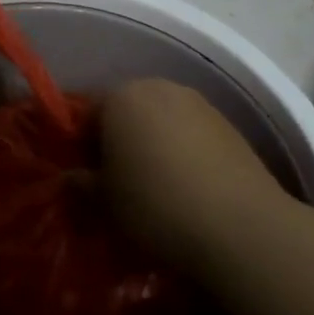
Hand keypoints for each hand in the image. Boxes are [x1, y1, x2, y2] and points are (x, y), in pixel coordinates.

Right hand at [100, 78, 292, 276]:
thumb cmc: (155, 205)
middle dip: (118, 141)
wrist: (241, 226)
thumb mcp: (104, 203)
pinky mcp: (231, 127)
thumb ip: (81, 185)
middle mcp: (159, 88)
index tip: (87, 179)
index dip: (81, 148)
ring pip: (161, 122)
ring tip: (156, 188)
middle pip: (126, 112)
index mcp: (121, 96)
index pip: (87, 115)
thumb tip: (72, 179)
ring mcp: (200, 104)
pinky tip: (188, 189)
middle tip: (118, 183)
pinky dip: (183, 154)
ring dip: (153, 146)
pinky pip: (191, 136)